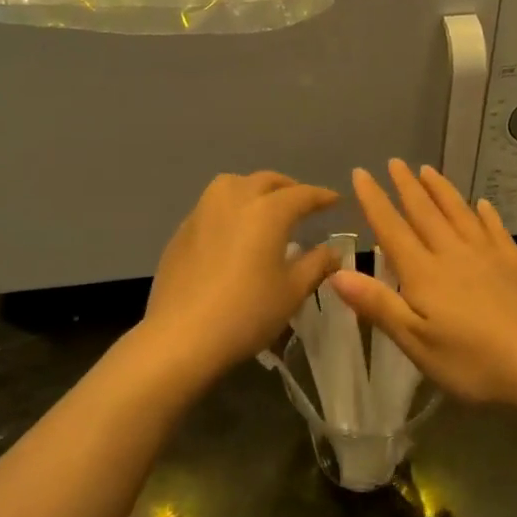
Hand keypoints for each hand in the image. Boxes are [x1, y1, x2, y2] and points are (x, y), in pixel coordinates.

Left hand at [144, 171, 339, 375]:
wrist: (182, 336)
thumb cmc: (248, 312)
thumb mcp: (293, 291)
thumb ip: (317, 264)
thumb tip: (333, 251)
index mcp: (268, 211)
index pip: (302, 194)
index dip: (322, 196)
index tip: (335, 200)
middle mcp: (234, 199)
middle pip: (266, 181)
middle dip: (288, 188)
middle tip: (302, 203)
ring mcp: (203, 212)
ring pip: (233, 185)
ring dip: (254, 189)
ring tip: (264, 209)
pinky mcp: (182, 231)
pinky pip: (212, 206)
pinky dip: (230, 208)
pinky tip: (233, 233)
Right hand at [328, 160, 516, 410]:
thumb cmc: (473, 362)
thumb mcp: (416, 343)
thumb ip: (378, 305)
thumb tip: (336, 273)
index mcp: (424, 273)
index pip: (392, 229)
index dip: (374, 201)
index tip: (361, 173)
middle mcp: (453, 255)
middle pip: (425, 213)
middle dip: (407, 186)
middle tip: (395, 161)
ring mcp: (488, 257)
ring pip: (459, 214)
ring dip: (441, 191)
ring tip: (429, 170)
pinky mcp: (515, 266)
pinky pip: (495, 230)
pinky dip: (485, 214)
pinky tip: (483, 204)